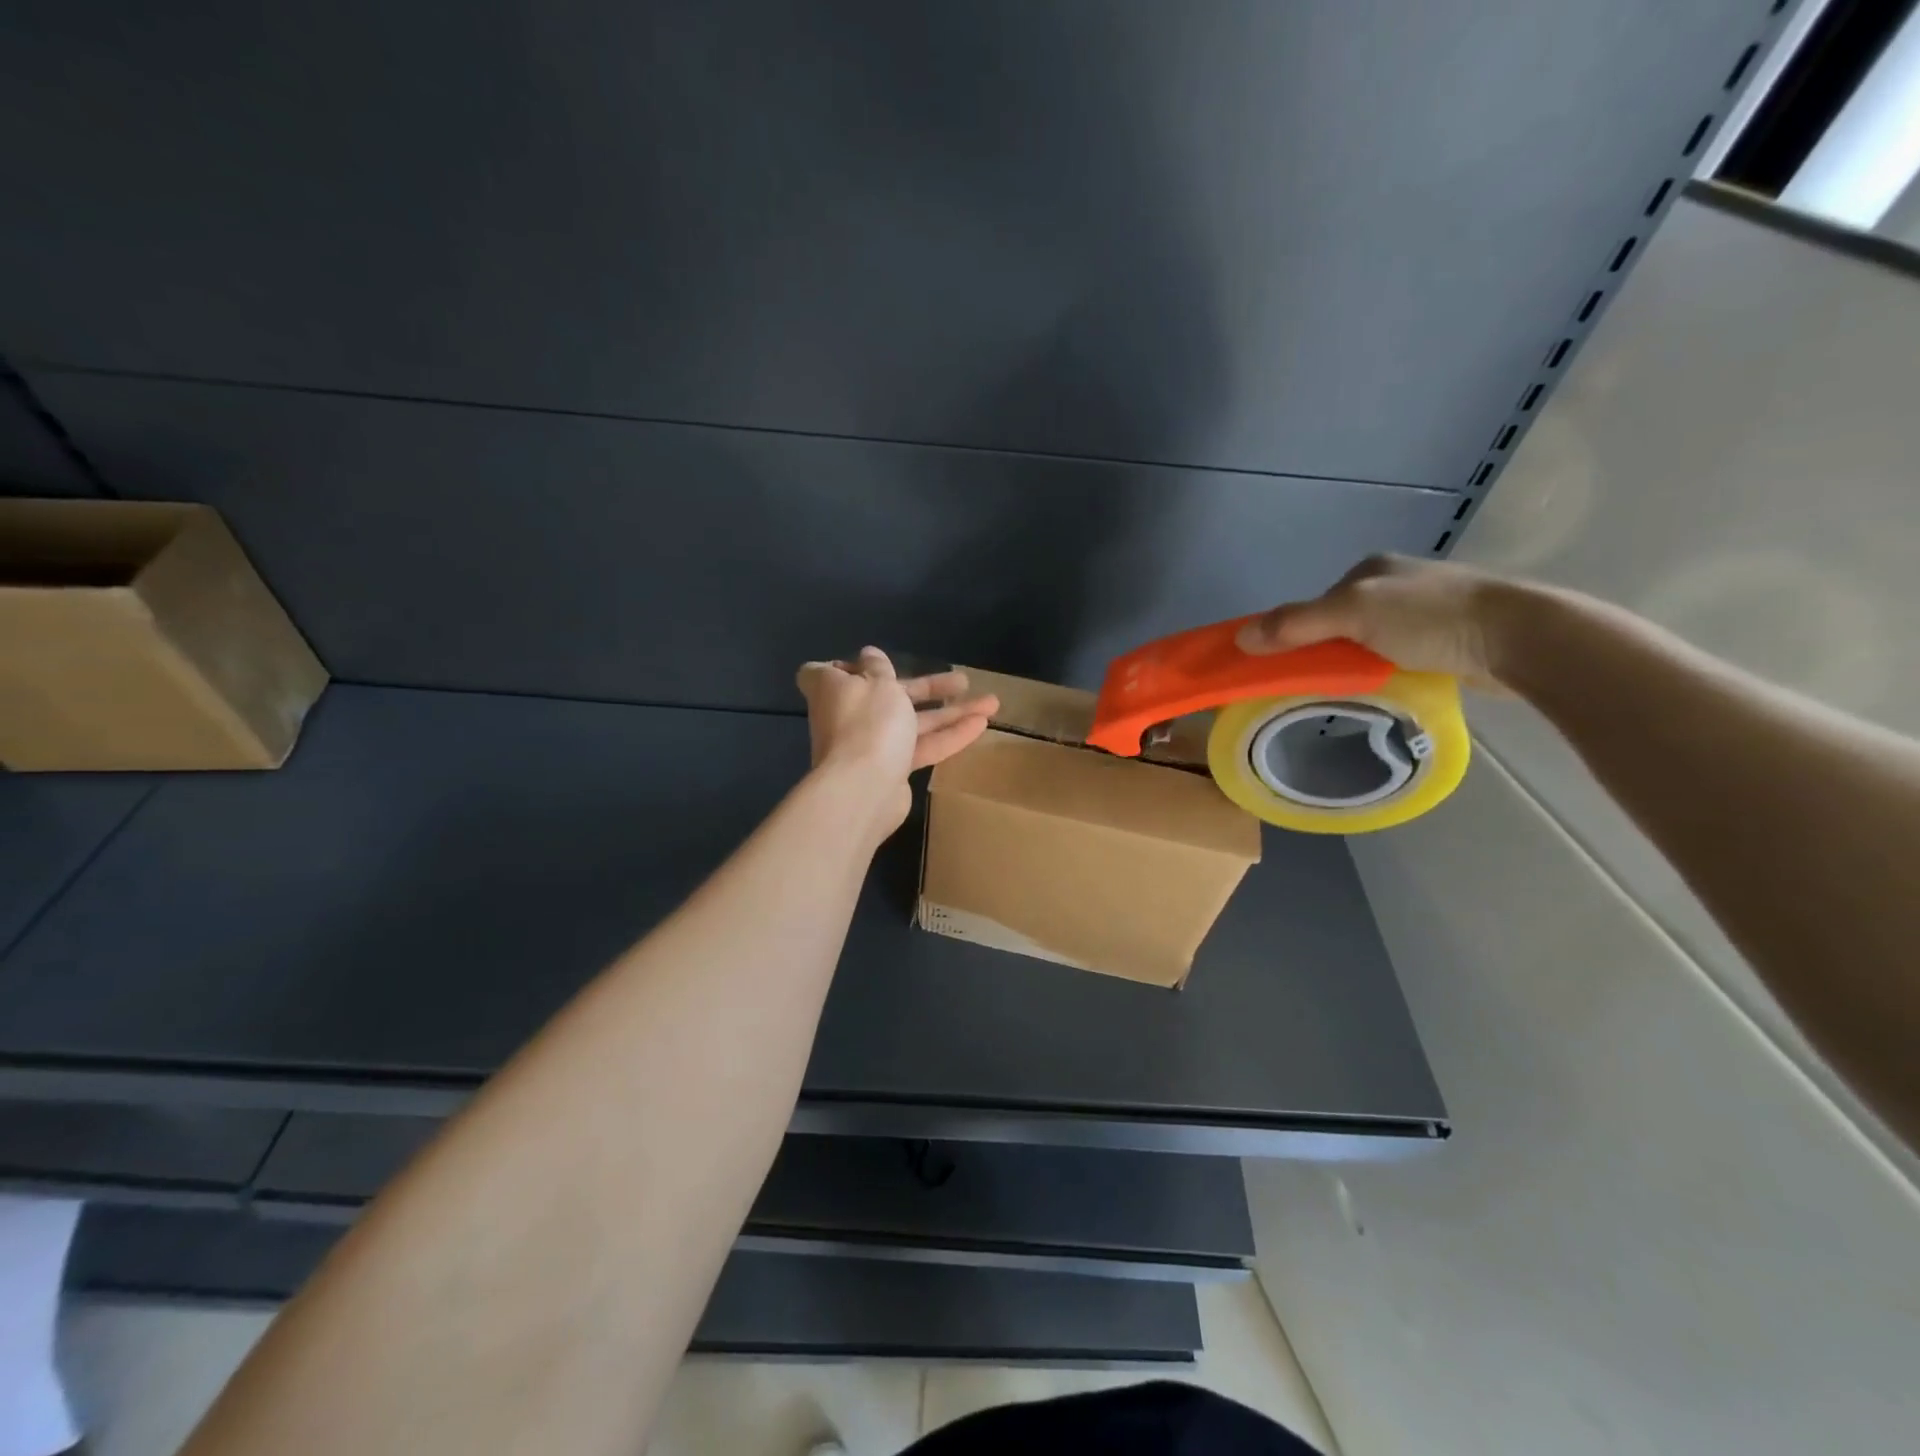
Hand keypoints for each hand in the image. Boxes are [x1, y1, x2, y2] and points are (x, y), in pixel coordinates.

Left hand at [795, 647, 998, 834]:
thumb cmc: (867, 722)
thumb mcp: (878, 682)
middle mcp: (849, 715)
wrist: (864, 789)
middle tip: (962, 681)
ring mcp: (871, 745)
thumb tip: (868, 654)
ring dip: (951, 712)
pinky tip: (981, 726)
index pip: (821, 673)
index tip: (868, 664)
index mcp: (834, 688)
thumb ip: (879, 667)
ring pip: (913, 722)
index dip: (843, 667)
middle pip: (889, 695)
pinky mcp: (892, 769)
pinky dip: (948, 736)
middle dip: (928, 688)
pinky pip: (921, 747)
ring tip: (991, 703)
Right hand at [1235, 553, 1517, 689]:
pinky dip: (1387, 672)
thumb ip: (1296, 624)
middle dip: (1326, 652)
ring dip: (1357, 665)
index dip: (1295, 634)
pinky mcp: (1449, 638)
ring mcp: (1425, 611)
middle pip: (1339, 624)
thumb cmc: (1430, 618)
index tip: (1286, 666)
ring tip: (1352, 690)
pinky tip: (1388, 688)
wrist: (1518, 637)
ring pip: (1370, 642)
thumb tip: (1240, 638)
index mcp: (1371, 569)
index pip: (1314, 604)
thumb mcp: (1353, 615)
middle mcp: (1396, 584)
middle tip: (1318, 683)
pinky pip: (1399, 657)